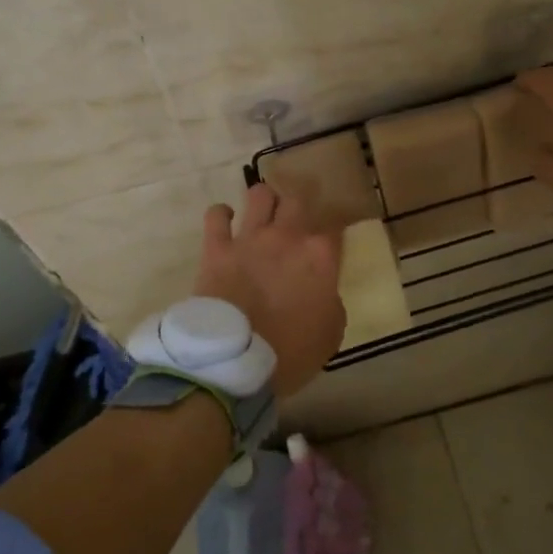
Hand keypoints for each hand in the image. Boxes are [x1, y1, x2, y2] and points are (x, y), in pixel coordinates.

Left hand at [194, 183, 345, 397]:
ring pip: (260, 194)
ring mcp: (250, 238)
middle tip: (295, 226)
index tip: (331, 243)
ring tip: (263, 216)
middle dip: (298, 210)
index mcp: (320, 255)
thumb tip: (323, 293)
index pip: (336, 227)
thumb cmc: (291, 351)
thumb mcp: (331, 334)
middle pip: (297, 201)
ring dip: (264, 202)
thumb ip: (332, 303)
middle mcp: (287, 236)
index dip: (334, 232)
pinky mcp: (217, 247)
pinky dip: (222, 215)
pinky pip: (216, 215)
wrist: (236, 359)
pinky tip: (226, 221)